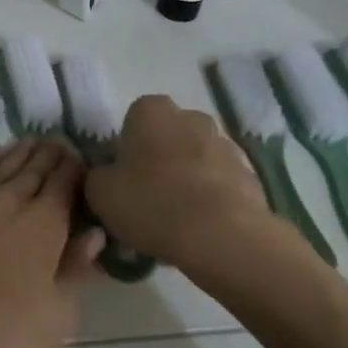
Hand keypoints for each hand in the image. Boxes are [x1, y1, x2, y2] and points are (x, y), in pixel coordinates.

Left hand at [0, 139, 103, 347]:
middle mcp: (12, 200)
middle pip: (37, 168)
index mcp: (46, 224)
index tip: (82, 161)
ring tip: (34, 142)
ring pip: (5, 163)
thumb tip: (94, 234)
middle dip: (52, 155)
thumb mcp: (56, 315)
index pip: (66, 183)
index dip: (76, 169)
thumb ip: (76, 270)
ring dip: (22, 151)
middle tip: (60, 143)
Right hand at [83, 95, 269, 264]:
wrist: (221, 236)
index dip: (126, 151)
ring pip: (196, 159)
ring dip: (187, 180)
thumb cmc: (151, 203)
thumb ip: (98, 177)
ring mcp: (225, 143)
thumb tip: (107, 176)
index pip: (132, 121)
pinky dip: (212, 199)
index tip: (123, 180)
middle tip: (148, 199)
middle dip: (159, 161)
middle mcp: (191, 116)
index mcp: (151, 111)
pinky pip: (221, 183)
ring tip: (177, 221)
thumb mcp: (100, 193)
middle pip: (167, 137)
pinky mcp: (250, 173)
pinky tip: (202, 230)